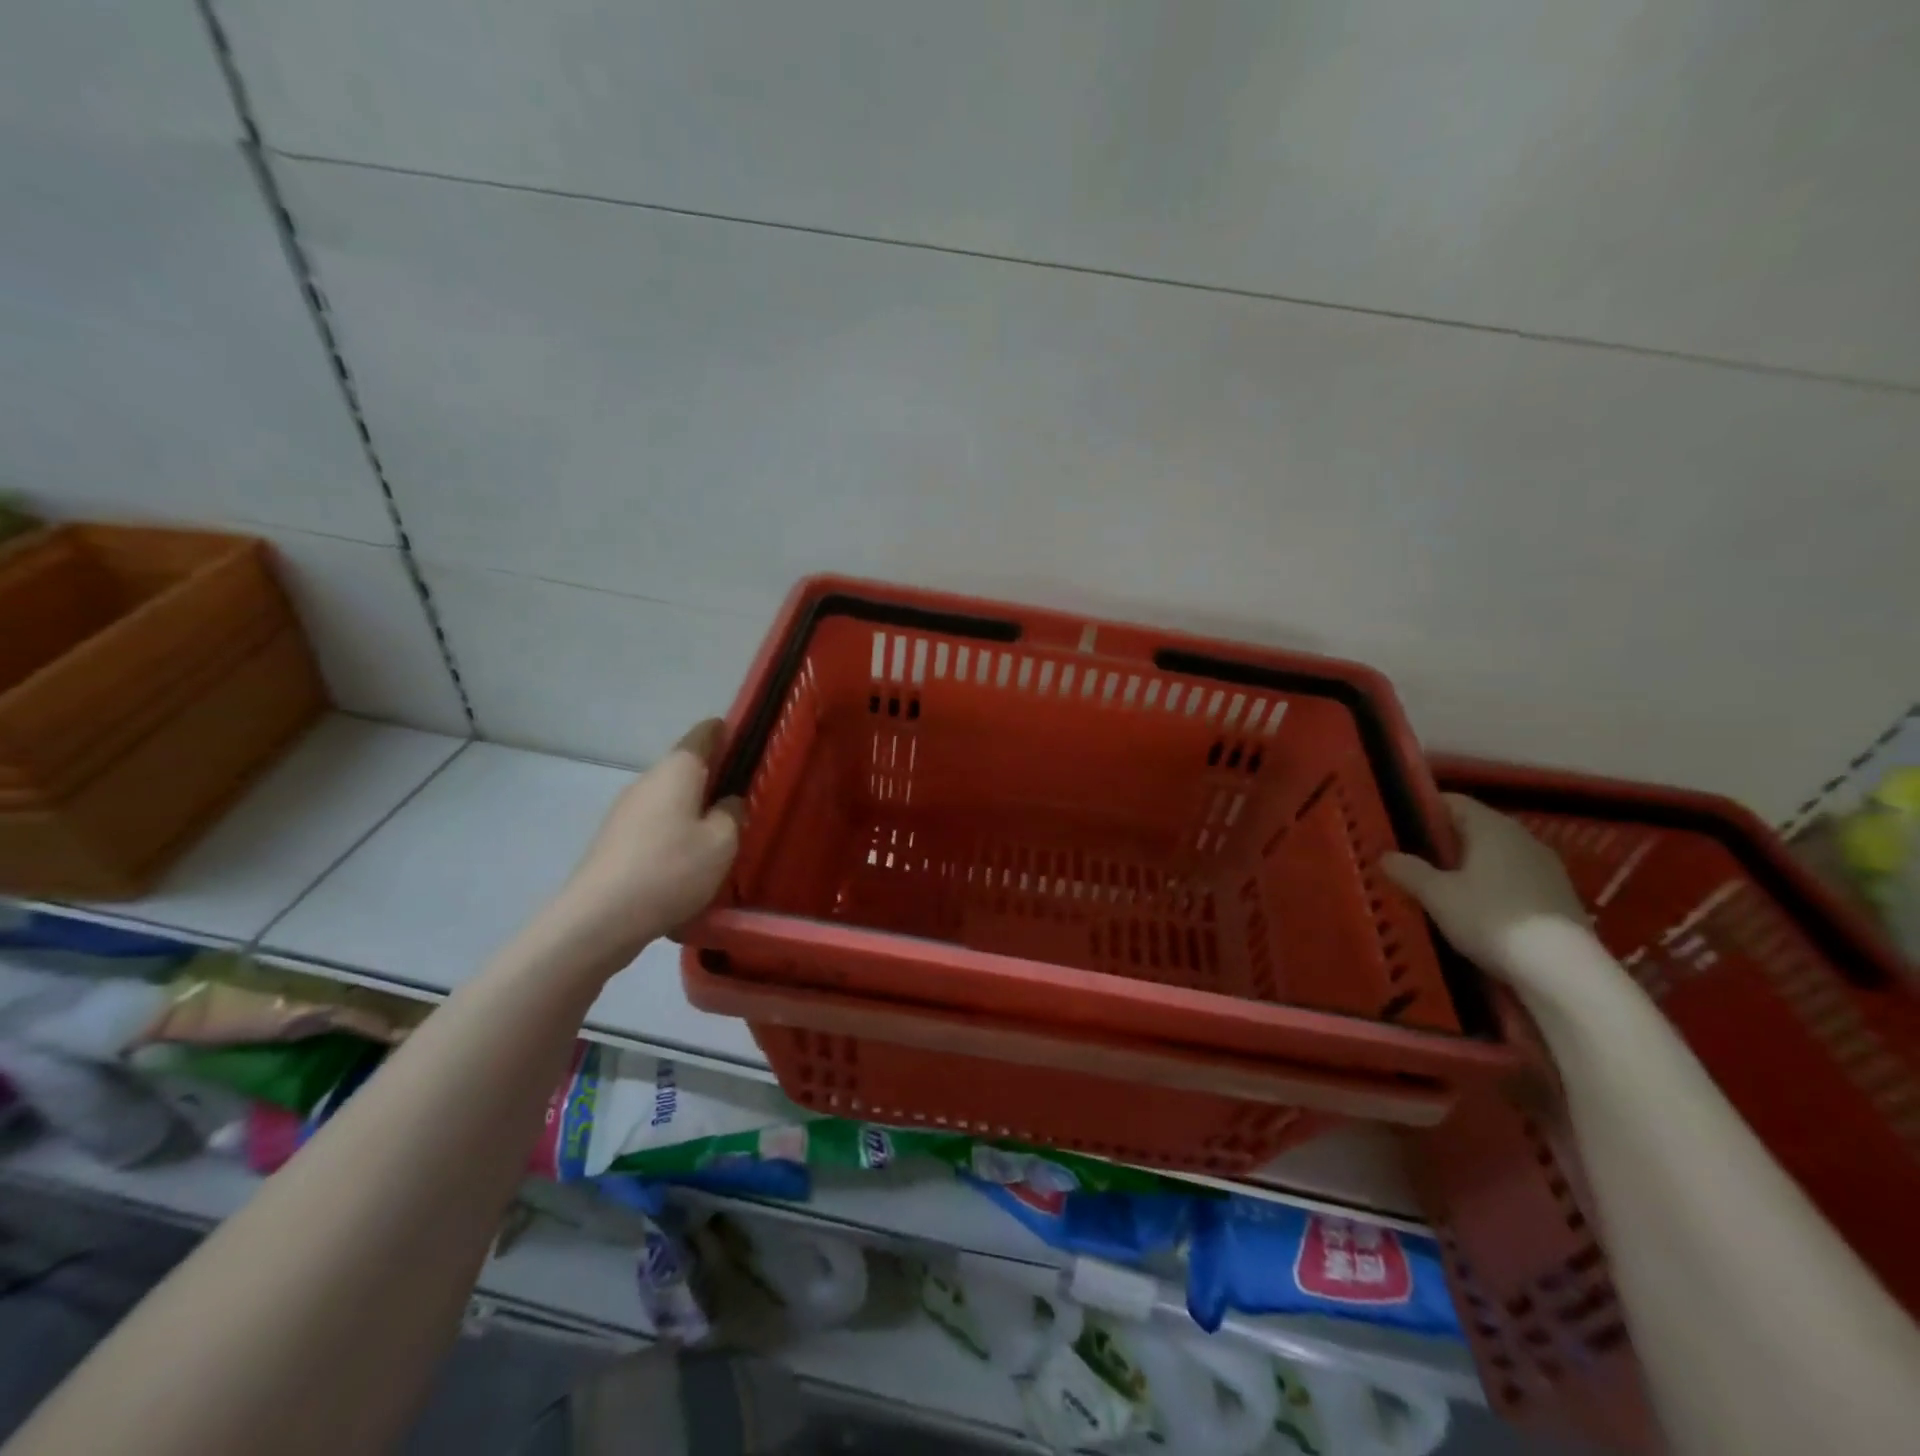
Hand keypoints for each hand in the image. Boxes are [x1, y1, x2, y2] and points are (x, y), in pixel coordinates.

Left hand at [550, 719, 744, 962]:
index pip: (703, 735)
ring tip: (720, 836)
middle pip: (685, 768)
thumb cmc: (671, 869)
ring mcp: (626, 811)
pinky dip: (675, 834)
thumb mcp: (722, 842)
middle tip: (743, 796)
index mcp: (677, 770)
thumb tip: (727, 802)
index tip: (745, 739)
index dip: (724, 732)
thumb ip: (732, 814)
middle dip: (712, 777)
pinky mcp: (615, 841)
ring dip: (693, 810)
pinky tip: (688, 863)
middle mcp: (648, 781)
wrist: (599, 919)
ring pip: (669, 800)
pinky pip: (655, 826)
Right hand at [1382, 794, 1587, 978]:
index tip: (1398, 829)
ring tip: (1439, 889)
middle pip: (1474, 829)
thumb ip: (1409, 870)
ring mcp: (1545, 868)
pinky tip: (1474, 911)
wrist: (1563, 970)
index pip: (1453, 802)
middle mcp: (1522, 838)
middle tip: (1410, 861)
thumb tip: (1386, 855)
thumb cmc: (1490, 919)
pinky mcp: (1558, 897)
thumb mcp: (1437, 896)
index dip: (1423, 811)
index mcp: (1492, 827)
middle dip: (1443, 843)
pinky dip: (1490, 887)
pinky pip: (1513, 879)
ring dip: (1467, 867)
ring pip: (1495, 856)